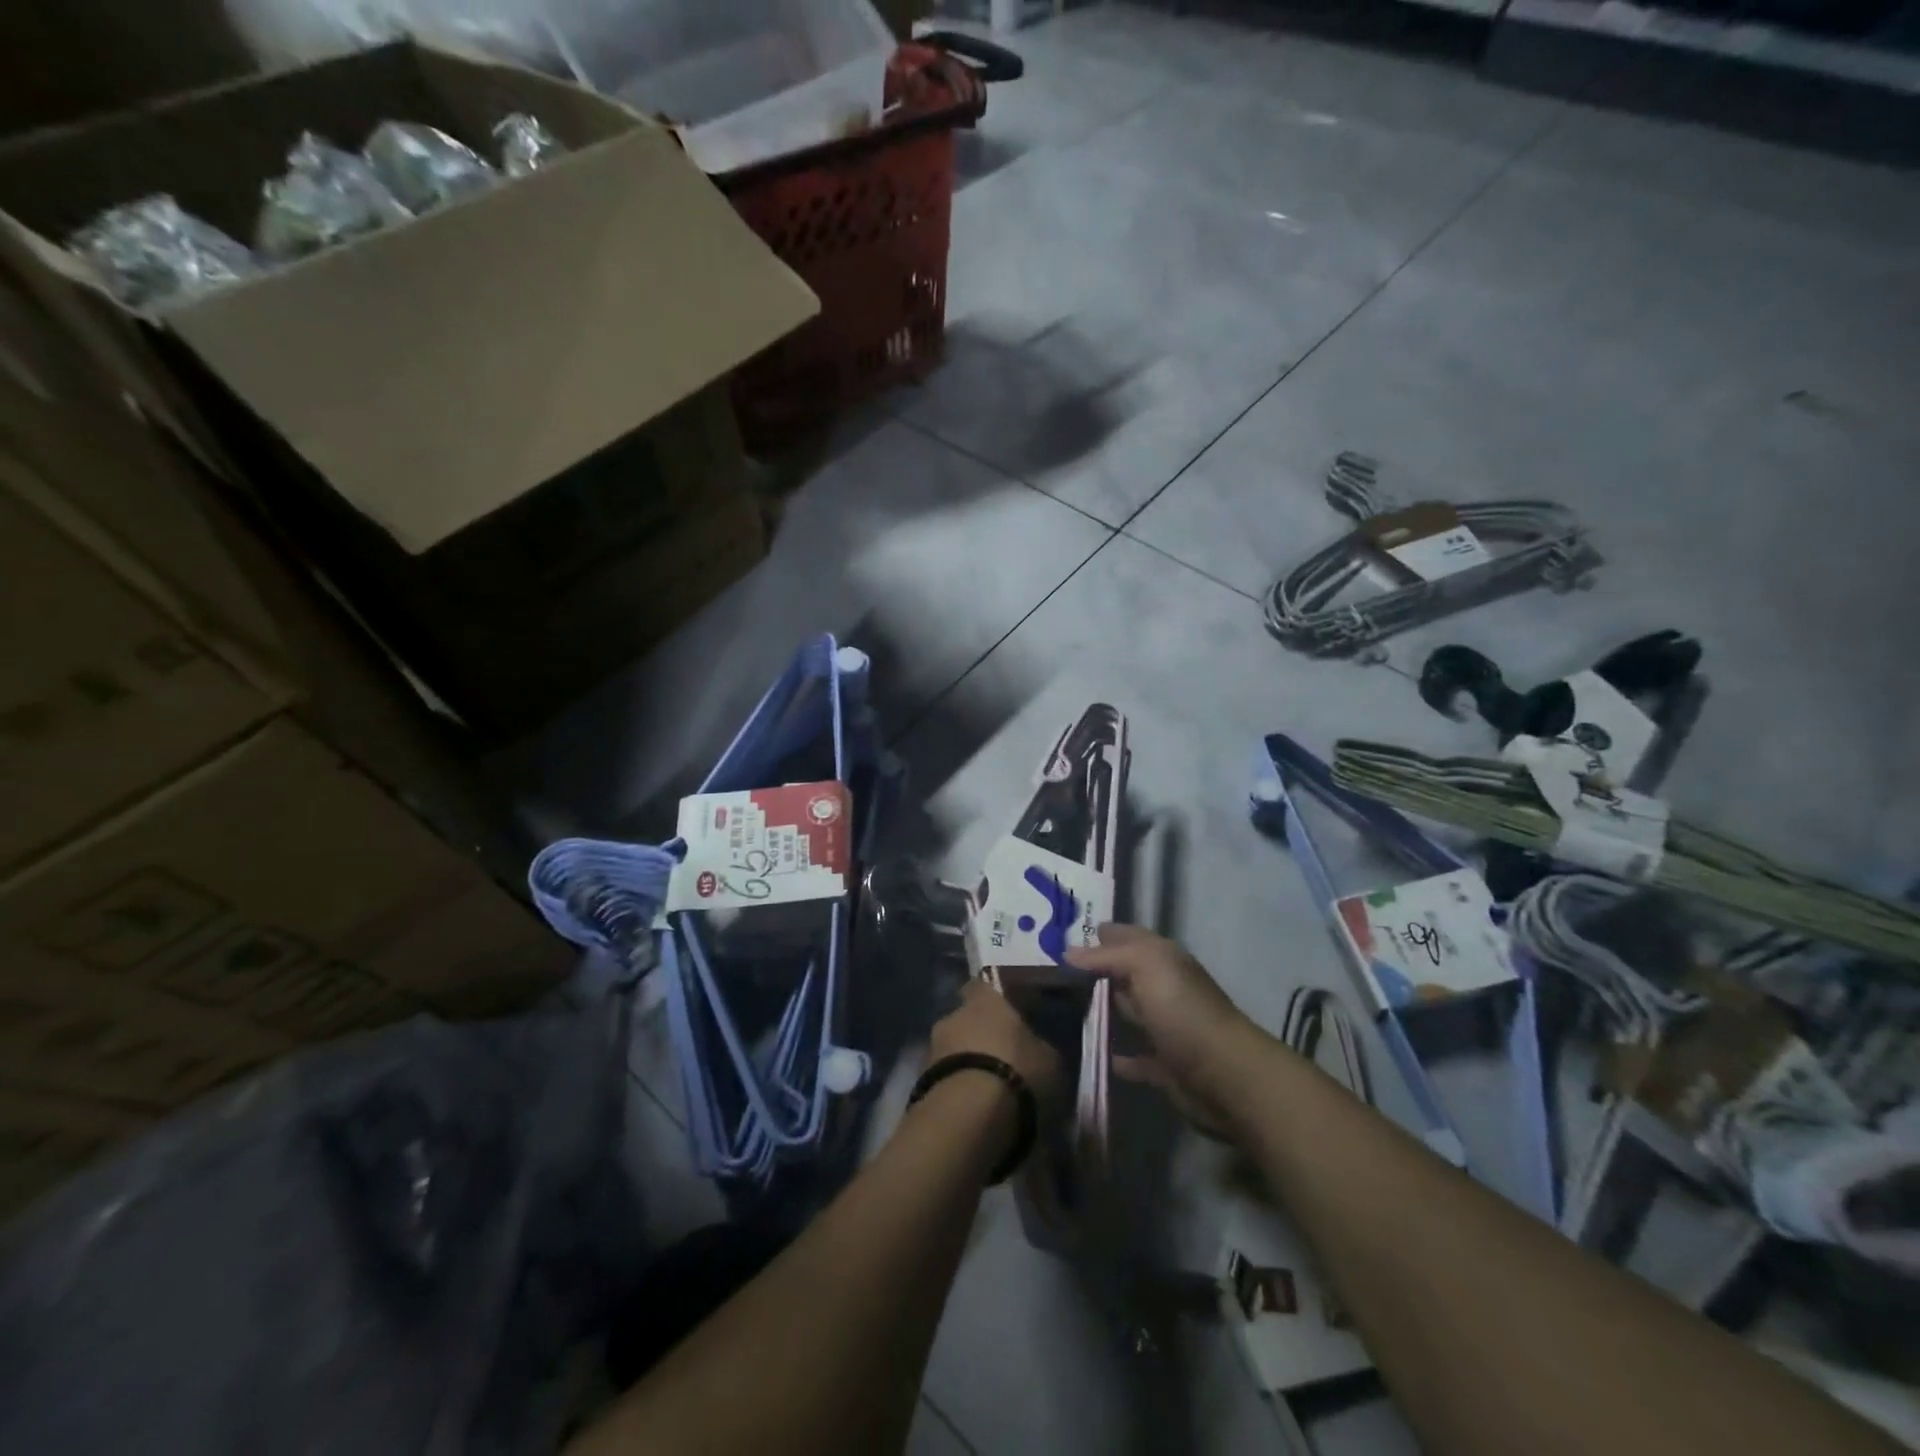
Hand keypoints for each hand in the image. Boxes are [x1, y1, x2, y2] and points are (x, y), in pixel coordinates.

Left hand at [929, 980, 1064, 1113]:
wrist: (968, 1115)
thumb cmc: (1016, 1072)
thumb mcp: (1049, 1060)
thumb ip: (1039, 1047)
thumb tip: (1037, 1049)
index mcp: (985, 1000)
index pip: (984, 985)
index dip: (995, 999)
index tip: (1009, 1014)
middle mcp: (953, 1015)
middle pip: (966, 1020)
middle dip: (979, 1036)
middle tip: (1001, 1058)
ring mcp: (932, 1049)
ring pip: (953, 1050)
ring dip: (966, 1064)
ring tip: (988, 1090)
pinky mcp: (920, 1082)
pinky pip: (945, 1079)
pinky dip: (957, 1089)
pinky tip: (973, 1110)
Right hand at [1065, 924, 1256, 1135]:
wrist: (1224, 1076)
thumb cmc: (1183, 1011)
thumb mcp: (1145, 966)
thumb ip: (1107, 956)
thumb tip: (1068, 952)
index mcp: (1163, 959)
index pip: (1127, 936)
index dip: (1100, 932)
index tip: (1060, 934)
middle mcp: (1164, 988)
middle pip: (1125, 973)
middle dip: (1095, 970)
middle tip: (1052, 970)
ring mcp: (1166, 1027)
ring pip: (1129, 1012)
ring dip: (1104, 1010)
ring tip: (1061, 1009)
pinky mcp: (1164, 1066)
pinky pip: (1135, 1058)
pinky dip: (1118, 1056)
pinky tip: (1093, 1053)